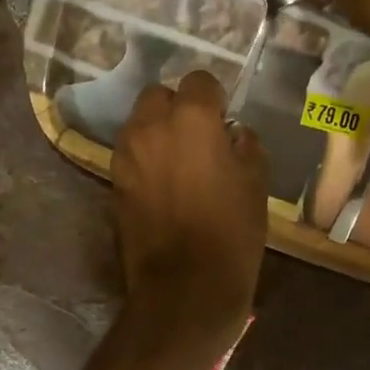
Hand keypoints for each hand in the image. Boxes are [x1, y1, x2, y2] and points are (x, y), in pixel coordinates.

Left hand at [111, 71, 268, 369]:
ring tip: (180, 162)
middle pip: (159, 95)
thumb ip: (245, 146)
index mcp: (192, 119)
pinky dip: (145, 157)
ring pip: (140, 123)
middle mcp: (151, 126)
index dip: (214, 98)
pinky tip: (163, 184)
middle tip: (199, 138)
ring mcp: (126, 154)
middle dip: (178, 108)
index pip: (199, 81)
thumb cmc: (231, 234)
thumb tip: (233, 134)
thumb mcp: (256, 184)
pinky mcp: (113, 182)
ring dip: (158, 131)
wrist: (185, 288)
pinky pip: (131, 153)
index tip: (224, 121)